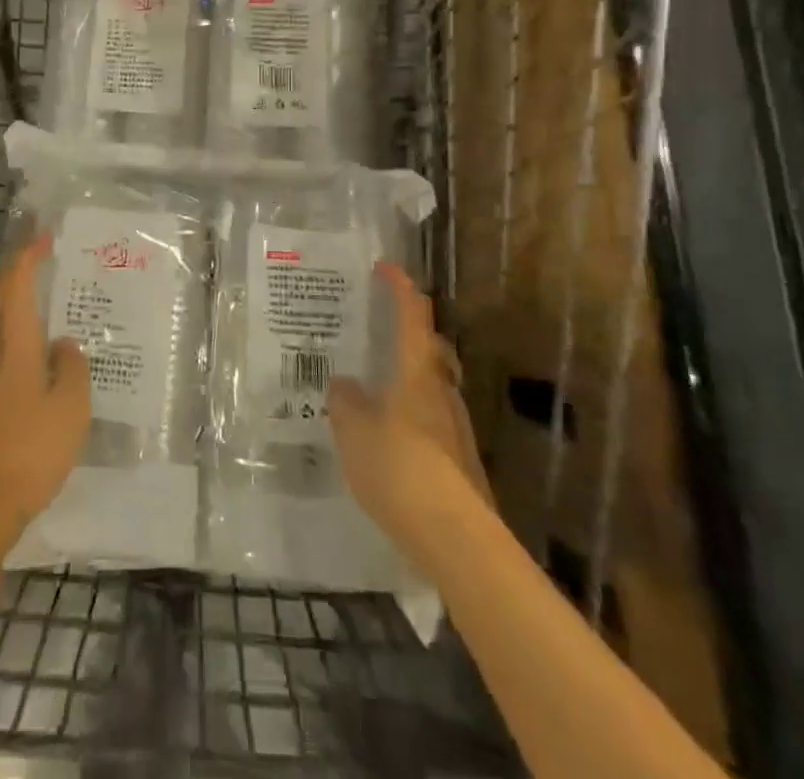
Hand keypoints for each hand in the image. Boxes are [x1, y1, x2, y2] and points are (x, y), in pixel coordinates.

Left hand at [0, 236, 91, 535]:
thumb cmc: (31, 450)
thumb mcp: (72, 408)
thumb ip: (72, 367)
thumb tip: (63, 345)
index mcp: (14, 345)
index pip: (15, 286)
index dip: (27, 257)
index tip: (43, 238)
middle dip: (5, 284)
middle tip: (33, 285)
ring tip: (24, 322)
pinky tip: (14, 370)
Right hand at [328, 262, 490, 577]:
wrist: (455, 536)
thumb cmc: (399, 467)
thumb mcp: (354, 431)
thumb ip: (345, 402)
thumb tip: (343, 384)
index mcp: (417, 372)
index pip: (412, 315)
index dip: (400, 286)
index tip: (386, 266)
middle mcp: (442, 390)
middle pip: (430, 348)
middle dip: (409, 332)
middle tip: (380, 330)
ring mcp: (455, 426)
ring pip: (432, 385)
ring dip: (409, 376)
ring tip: (375, 388)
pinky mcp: (460, 460)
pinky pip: (431, 419)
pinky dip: (411, 413)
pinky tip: (389, 436)